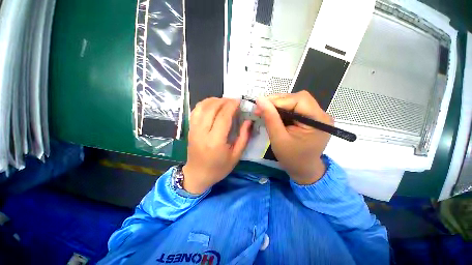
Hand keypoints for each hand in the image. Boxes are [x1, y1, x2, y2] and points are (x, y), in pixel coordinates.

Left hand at [183, 98, 251, 193]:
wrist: (197, 175)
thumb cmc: (219, 168)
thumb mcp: (236, 156)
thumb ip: (244, 137)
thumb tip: (248, 121)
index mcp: (215, 141)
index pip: (223, 117)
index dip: (232, 106)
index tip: (239, 101)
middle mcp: (202, 133)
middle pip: (212, 109)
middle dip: (224, 101)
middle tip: (233, 100)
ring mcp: (193, 130)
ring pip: (202, 107)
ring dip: (214, 100)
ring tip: (224, 101)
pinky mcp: (190, 129)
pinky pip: (195, 111)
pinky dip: (204, 104)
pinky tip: (212, 105)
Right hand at [256, 91, 332, 184]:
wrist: (303, 169)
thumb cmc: (292, 158)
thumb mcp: (278, 138)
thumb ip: (270, 118)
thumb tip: (259, 99)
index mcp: (318, 121)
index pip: (299, 100)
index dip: (278, 100)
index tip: (260, 105)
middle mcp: (321, 115)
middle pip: (298, 98)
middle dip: (277, 102)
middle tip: (261, 108)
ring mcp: (317, 116)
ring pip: (295, 101)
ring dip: (278, 105)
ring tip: (265, 112)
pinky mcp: (310, 118)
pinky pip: (295, 108)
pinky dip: (282, 110)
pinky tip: (274, 115)